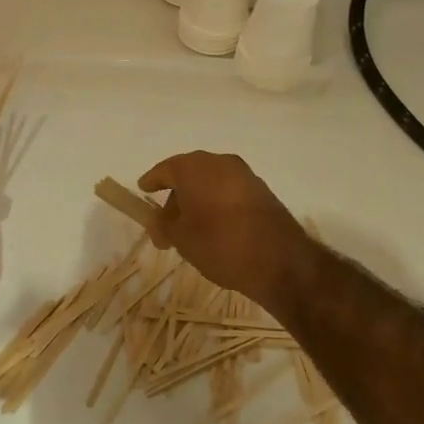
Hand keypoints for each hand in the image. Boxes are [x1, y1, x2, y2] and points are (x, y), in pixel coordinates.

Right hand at [138, 152, 315, 311]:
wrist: (280, 260)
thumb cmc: (219, 244)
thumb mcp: (181, 239)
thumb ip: (163, 226)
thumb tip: (158, 222)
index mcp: (193, 168)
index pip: (164, 169)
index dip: (152, 181)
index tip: (143, 190)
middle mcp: (219, 162)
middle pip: (188, 175)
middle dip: (175, 198)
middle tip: (166, 225)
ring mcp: (244, 175)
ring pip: (210, 183)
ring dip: (197, 201)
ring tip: (190, 230)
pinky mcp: (262, 191)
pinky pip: (229, 192)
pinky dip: (217, 204)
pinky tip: (215, 228)